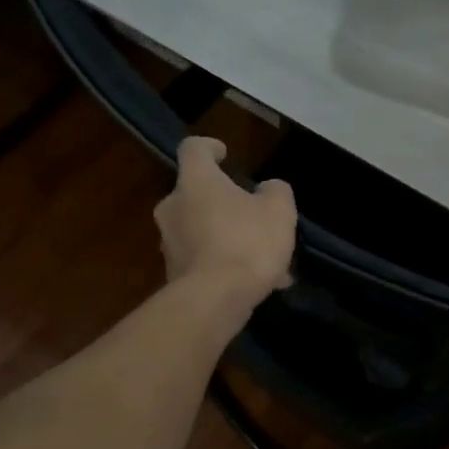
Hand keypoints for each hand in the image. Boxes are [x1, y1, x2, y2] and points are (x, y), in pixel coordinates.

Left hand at [154, 136, 296, 308]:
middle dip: (224, 203)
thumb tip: (267, 189)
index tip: (225, 155)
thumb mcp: (278, 210)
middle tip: (253, 216)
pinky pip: (204, 261)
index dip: (210, 147)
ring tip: (265, 260)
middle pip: (196, 194)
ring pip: (203, 231)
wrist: (214, 301)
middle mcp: (173, 207)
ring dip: (229, 238)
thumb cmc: (246, 242)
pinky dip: (226, 266)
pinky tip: (258, 284)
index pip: (193, 149)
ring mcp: (169, 243)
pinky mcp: (174, 275)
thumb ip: (275, 191)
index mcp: (195, 181)